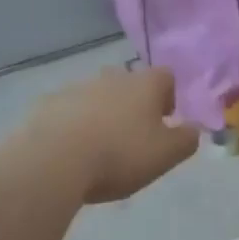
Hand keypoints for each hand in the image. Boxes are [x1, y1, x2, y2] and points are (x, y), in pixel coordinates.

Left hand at [18, 66, 198, 204]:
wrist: (51, 163)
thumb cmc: (119, 155)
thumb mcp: (167, 154)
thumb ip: (187, 139)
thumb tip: (193, 129)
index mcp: (145, 84)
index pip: (166, 76)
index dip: (169, 96)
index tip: (165, 120)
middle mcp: (112, 77)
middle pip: (130, 84)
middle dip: (134, 104)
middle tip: (133, 135)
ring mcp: (75, 88)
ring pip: (97, 96)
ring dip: (102, 114)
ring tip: (100, 147)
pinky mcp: (45, 105)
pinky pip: (67, 111)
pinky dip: (73, 125)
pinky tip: (71, 151)